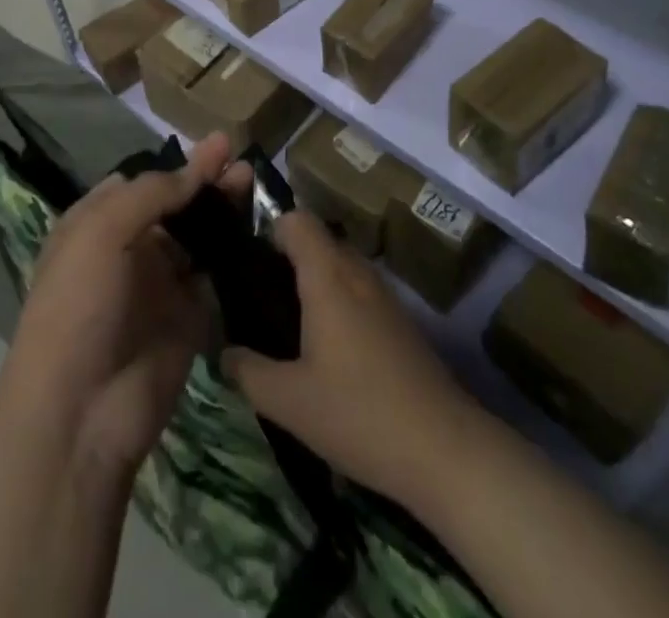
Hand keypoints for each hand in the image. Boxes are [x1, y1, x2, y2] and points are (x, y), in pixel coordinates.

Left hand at [0, 133, 250, 477]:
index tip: (216, 144)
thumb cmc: (79, 304)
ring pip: (199, 236)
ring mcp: (160, 285)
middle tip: (241, 157)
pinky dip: (235, 253)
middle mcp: (128, 249)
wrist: (81, 412)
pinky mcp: (189, 317)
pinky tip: (259, 229)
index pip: (142, 181)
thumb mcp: (101, 230)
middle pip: (175, 205)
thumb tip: (194, 169)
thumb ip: (152, 193)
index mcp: (96, 223)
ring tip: (254, 183)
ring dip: (224, 210)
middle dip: (206, 180)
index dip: (177, 163)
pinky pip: (215, 275)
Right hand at [222, 211, 479, 506]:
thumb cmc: (359, 413)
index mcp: (327, 276)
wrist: (445, 449)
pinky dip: (339, 303)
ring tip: (290, 326)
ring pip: (341, 267)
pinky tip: (330, 352)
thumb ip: (248, 372)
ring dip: (315, 282)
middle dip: (287, 259)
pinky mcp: (401, 322)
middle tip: (260, 299)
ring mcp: (384, 296)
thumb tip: (222, 353)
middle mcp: (357, 272)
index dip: (269, 230)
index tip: (249, 263)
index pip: (297, 220)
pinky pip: (360, 292)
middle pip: (318, 241)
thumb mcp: (289, 402)